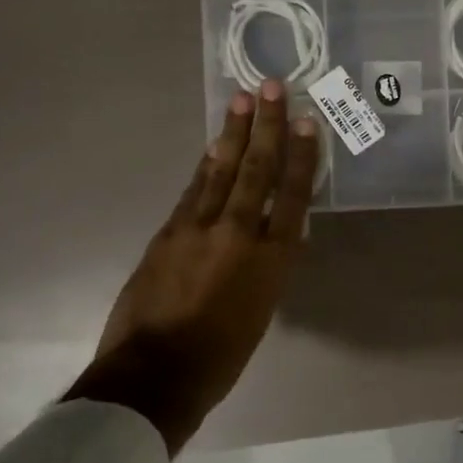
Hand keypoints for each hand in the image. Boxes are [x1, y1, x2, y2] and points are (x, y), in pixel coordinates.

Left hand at [67, 81, 319, 452]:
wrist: (155, 376)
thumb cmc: (221, 357)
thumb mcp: (261, 313)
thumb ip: (269, 268)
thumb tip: (279, 238)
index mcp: (271, 260)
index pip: (293, 196)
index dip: (301, 156)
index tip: (307, 122)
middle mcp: (239, 234)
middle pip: (256, 171)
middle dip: (266, 127)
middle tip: (271, 87)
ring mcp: (198, 229)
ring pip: (221, 172)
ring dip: (233, 134)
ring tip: (241, 100)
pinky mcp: (168, 233)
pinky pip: (194, 190)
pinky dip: (206, 166)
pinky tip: (212, 147)